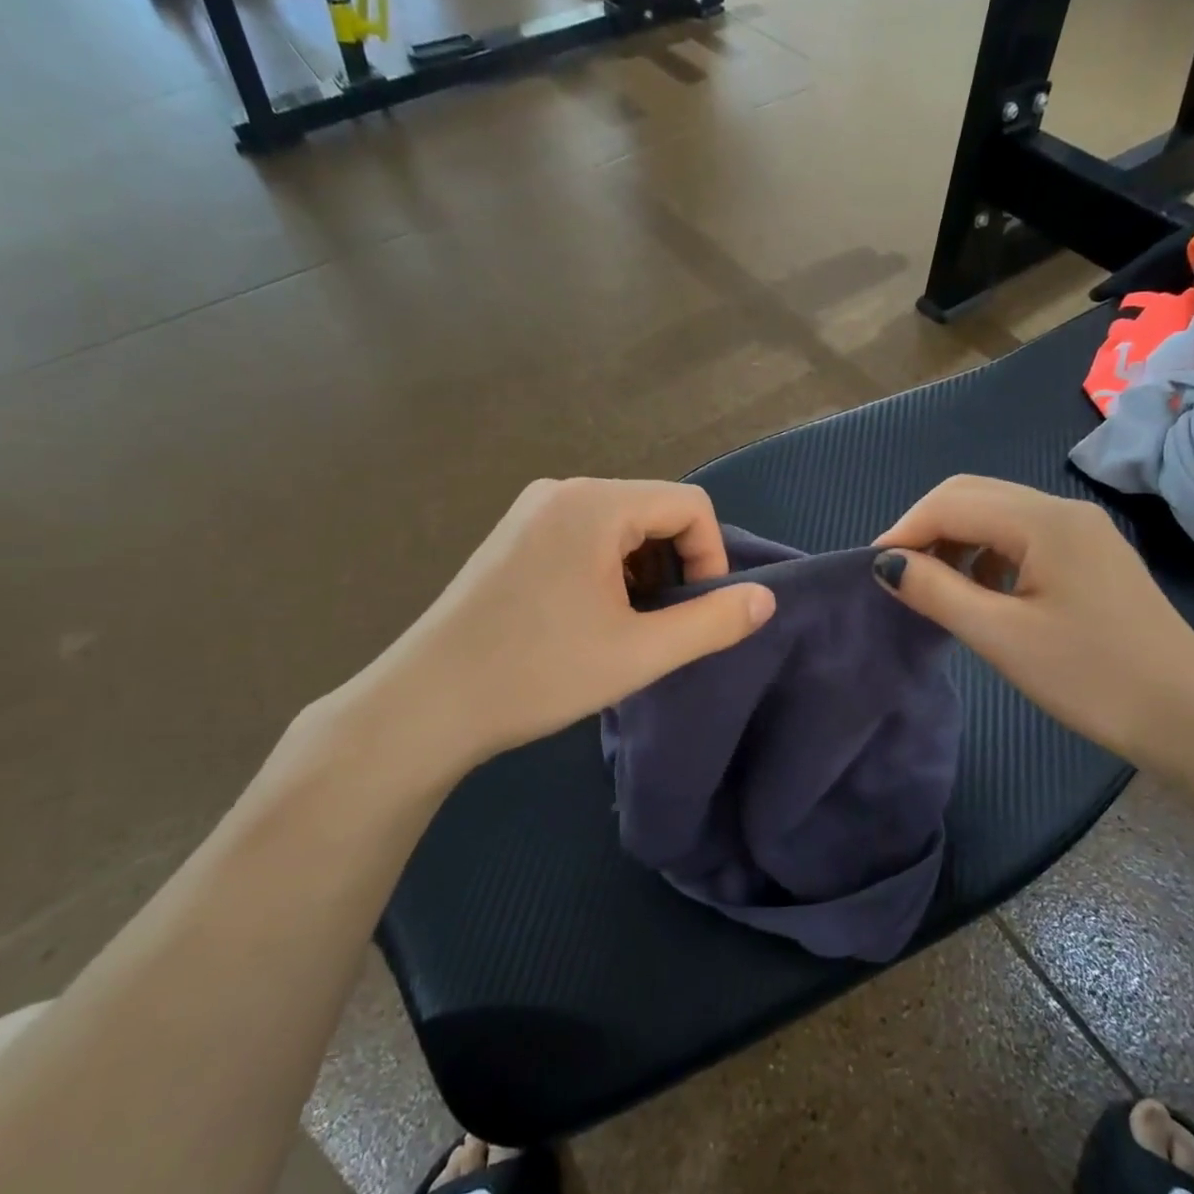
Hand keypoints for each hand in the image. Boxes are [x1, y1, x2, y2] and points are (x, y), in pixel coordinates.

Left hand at [317, 478, 774, 798]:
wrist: (428, 703)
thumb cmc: (538, 673)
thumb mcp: (640, 652)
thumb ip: (712, 622)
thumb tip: (765, 598)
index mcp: (595, 503)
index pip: (689, 504)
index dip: (712, 556)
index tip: (700, 611)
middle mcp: (563, 491)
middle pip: (654, 510)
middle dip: (675, 565)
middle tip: (663, 626)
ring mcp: (531, 510)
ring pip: (620, 526)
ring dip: (642, 571)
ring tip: (627, 627)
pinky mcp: (512, 535)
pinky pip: (584, 535)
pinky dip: (608, 569)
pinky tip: (589, 618)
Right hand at [872, 476, 1193, 762]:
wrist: (1189, 715)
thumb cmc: (1091, 676)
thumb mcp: (1001, 637)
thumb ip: (937, 592)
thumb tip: (886, 564)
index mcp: (1043, 520)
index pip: (951, 503)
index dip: (904, 531)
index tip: (872, 571)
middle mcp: (1063, 510)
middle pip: (973, 494)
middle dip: (926, 527)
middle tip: (897, 574)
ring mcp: (1081, 531)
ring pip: (996, 513)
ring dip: (955, 538)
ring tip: (931, 585)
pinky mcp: (1090, 555)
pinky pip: (1021, 536)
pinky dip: (985, 553)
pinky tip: (979, 590)